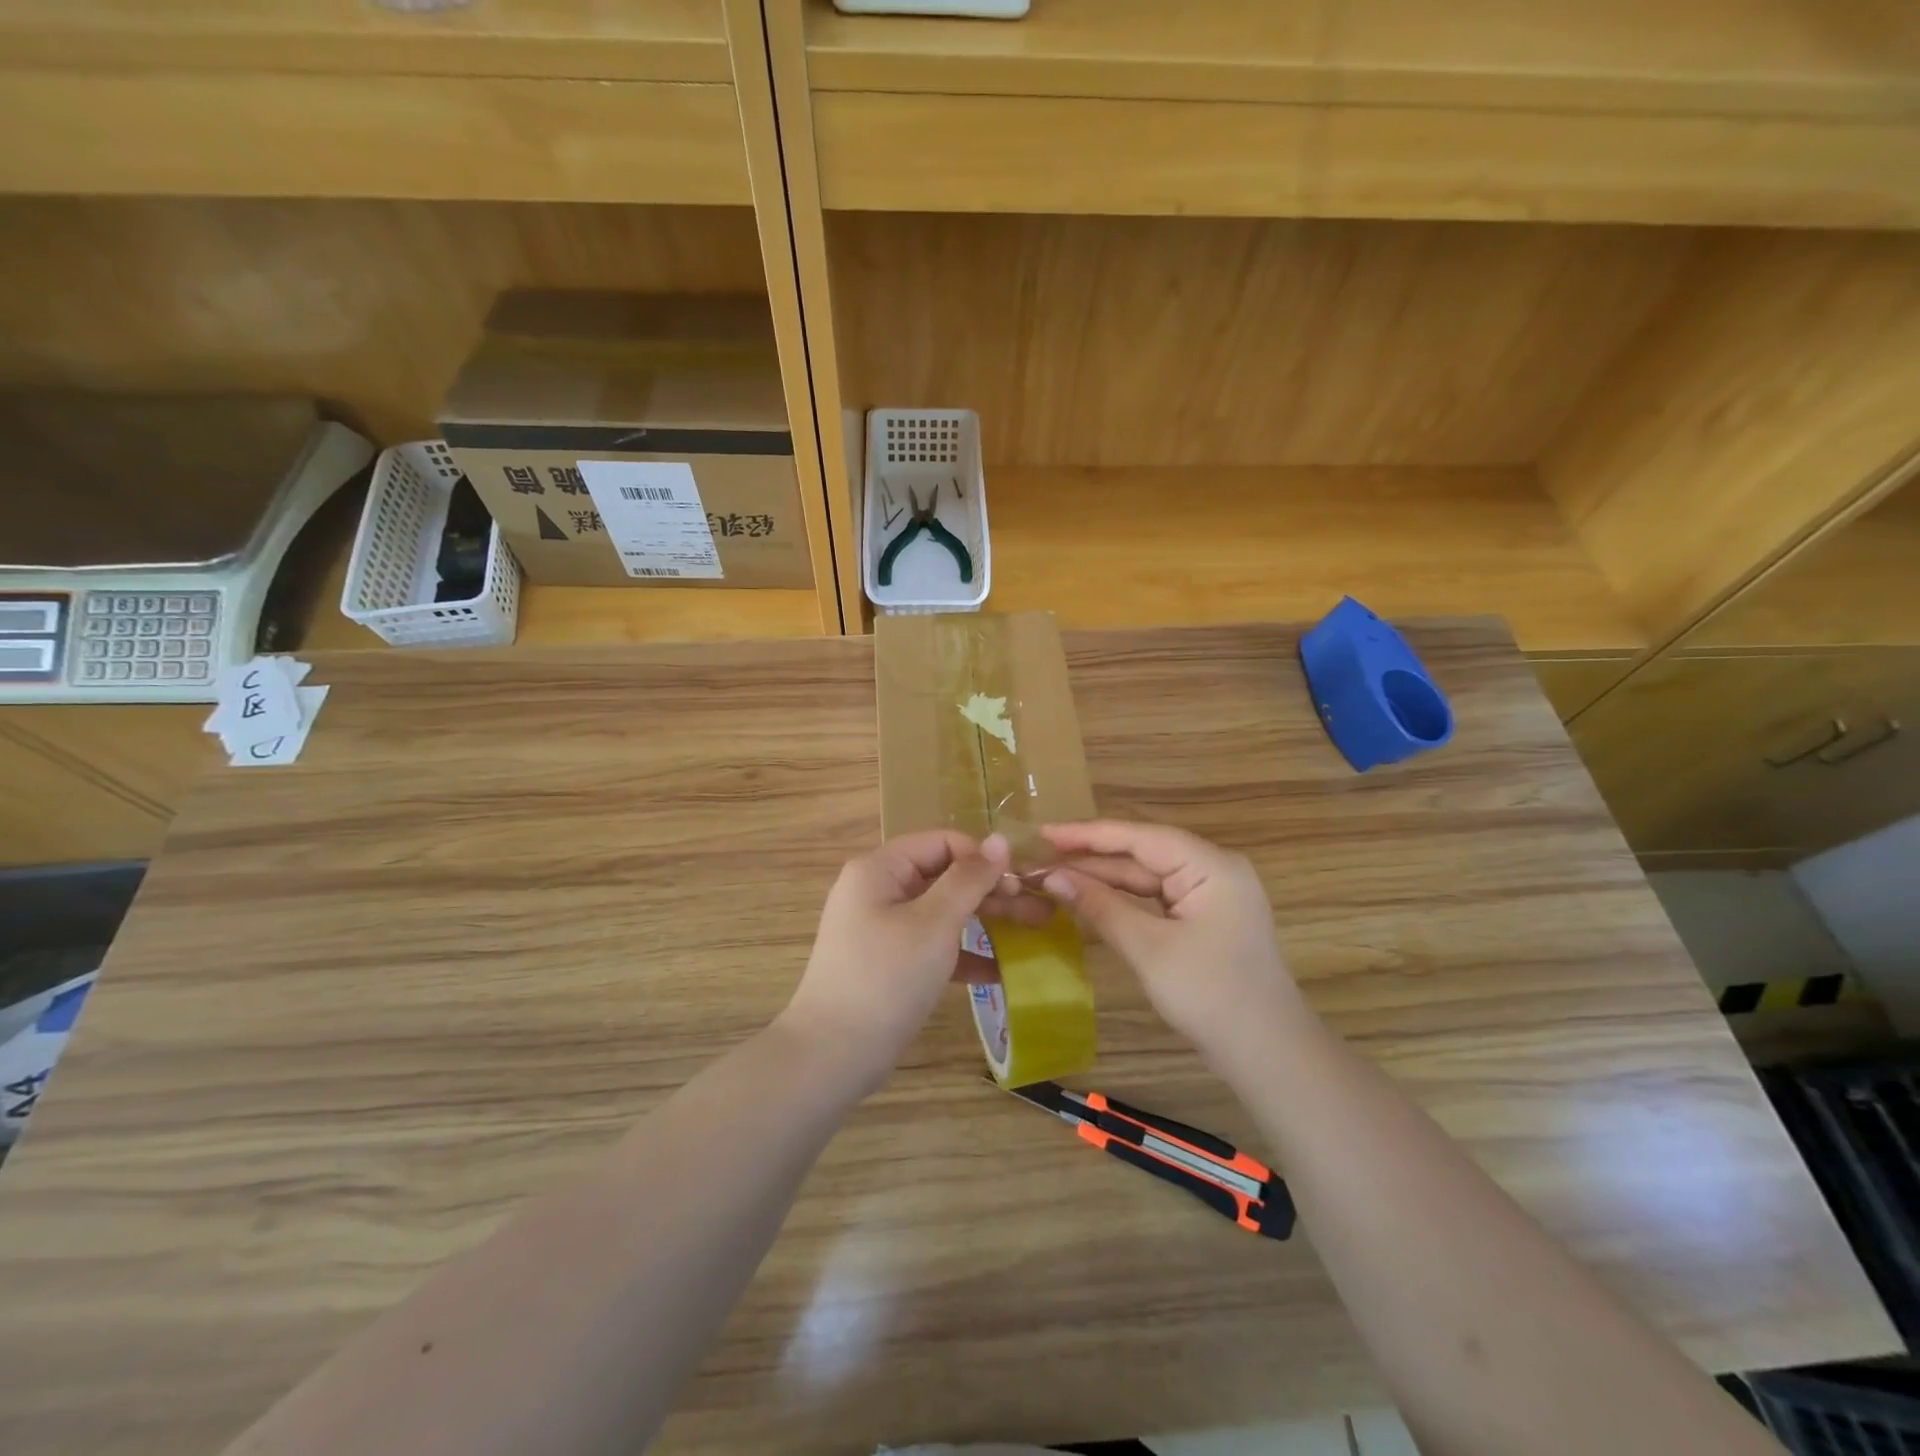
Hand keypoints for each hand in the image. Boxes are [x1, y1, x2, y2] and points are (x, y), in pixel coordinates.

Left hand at [780, 831, 1049, 1086]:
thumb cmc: (886, 977)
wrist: (832, 1055)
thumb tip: (1000, 839)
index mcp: (880, 869)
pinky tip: (999, 971)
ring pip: (942, 912)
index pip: (942, 843)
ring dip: (985, 920)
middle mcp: (878, 890)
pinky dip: (962, 953)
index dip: (983, 857)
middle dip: (991, 891)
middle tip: (1039, 909)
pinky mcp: (888, 962)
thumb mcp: (934, 923)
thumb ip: (969, 879)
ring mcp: (881, 928)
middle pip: (943, 876)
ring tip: (1033, 932)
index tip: (1022, 881)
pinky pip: (931, 944)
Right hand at [1039, 820, 1303, 1063]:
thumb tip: (1052, 877)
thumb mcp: (1149, 949)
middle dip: (1092, 858)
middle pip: (1143, 853)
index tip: (1043, 833)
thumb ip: (1100, 906)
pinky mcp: (1206, 915)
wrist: (1267, 1054)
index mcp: (1211, 865)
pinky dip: (1124, 897)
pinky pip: (1157, 895)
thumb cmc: (1211, 996)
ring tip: (1055, 875)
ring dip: (1104, 878)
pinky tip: (1091, 897)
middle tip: (1040, 859)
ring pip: (1148, 875)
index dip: (1088, 834)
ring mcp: (1212, 892)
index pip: (1140, 837)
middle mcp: (1214, 868)